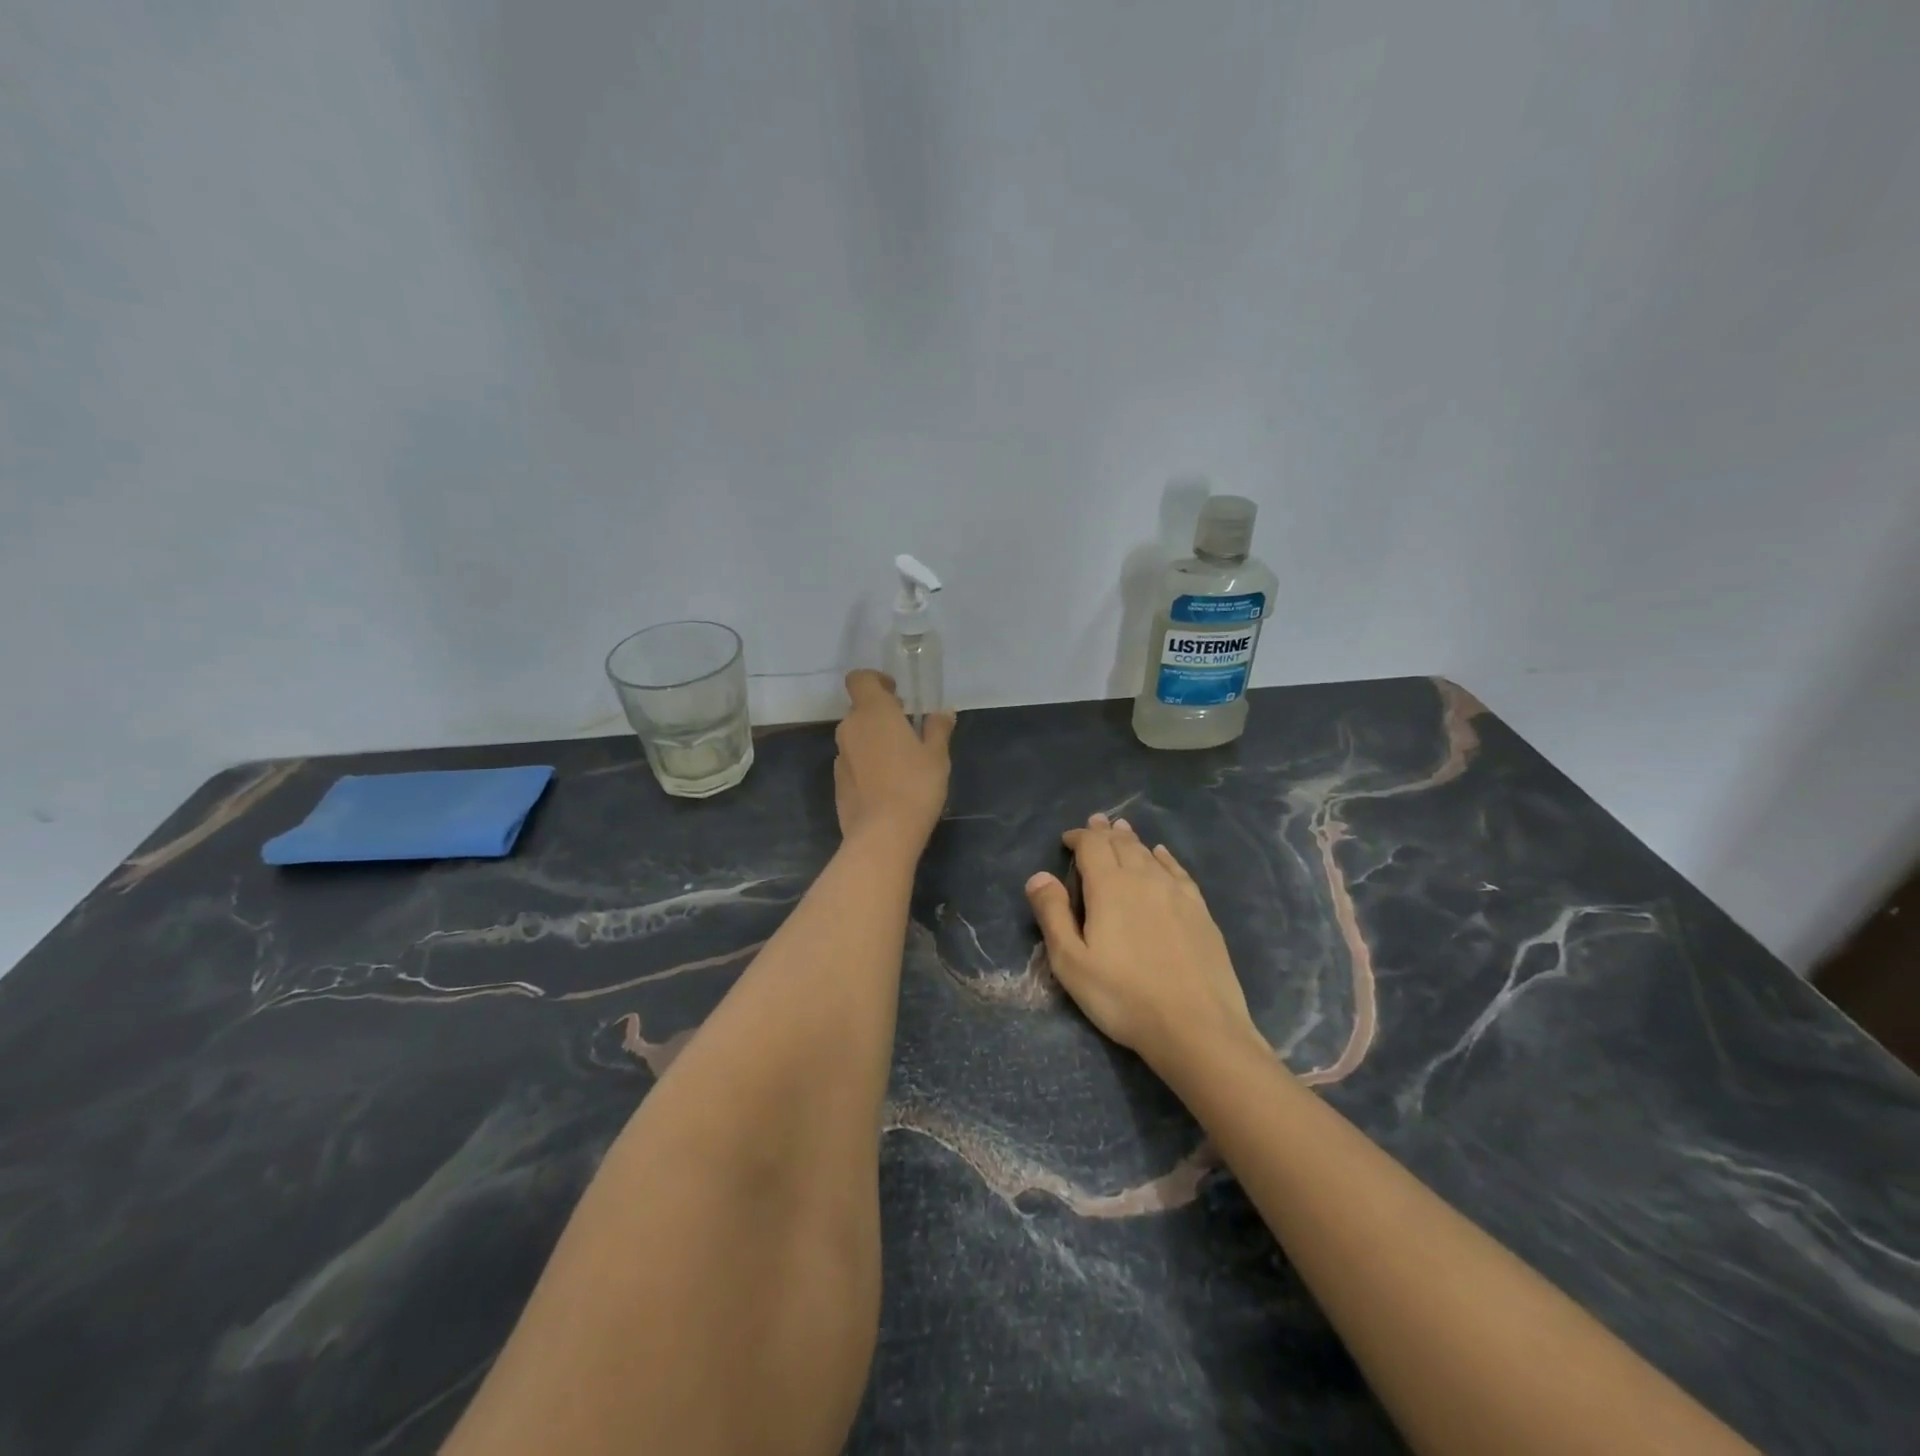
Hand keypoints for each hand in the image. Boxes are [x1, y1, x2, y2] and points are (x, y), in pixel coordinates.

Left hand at [833, 670, 954, 852]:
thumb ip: (938, 729)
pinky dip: (867, 764)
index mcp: (873, 712)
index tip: (897, 694)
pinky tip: (887, 785)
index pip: (860, 679)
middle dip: (881, 715)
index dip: (876, 680)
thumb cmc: (915, 786)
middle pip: (860, 709)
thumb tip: (944, 712)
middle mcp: (851, 728)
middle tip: (908, 730)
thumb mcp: (937, 756)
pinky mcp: (837, 782)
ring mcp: (840, 757)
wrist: (882, 835)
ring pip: (856, 737)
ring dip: (874, 741)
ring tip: (901, 761)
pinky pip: (853, 762)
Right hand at [1026, 814, 1258, 1071]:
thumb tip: (1038, 876)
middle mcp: (1144, 878)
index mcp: (1110, 886)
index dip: (1079, 837)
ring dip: (1131, 839)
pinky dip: (1164, 857)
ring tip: (1122, 830)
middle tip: (1096, 823)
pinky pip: (1177, 870)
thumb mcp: (1072, 962)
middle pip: (1122, 843)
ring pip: (1149, 853)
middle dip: (1105, 832)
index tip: (1067, 839)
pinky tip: (1161, 854)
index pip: (1092, 845)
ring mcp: (1177, 893)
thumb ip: (1053, 915)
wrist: (1197, 1026)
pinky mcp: (1200, 910)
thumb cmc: (1123, 997)